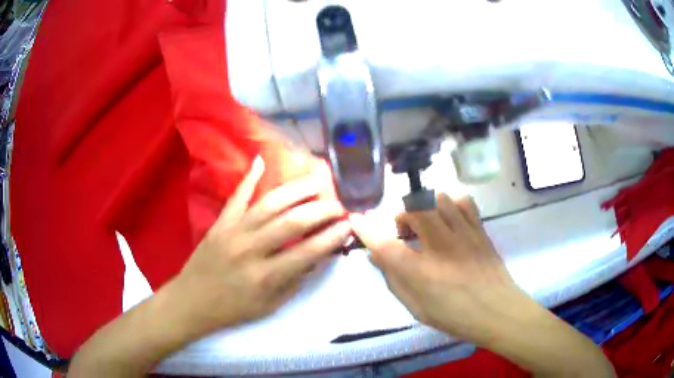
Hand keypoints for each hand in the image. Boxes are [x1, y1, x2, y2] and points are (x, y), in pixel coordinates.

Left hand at [170, 156, 350, 335]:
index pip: (308, 252)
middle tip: (338, 204)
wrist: (193, 301)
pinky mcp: (220, 223)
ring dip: (296, 190)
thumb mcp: (270, 305)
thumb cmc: (234, 308)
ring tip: (317, 182)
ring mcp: (233, 231)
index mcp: (266, 276)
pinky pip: (236, 196)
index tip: (349, 225)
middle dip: (321, 210)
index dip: (332, 237)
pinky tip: (261, 160)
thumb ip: (295, 280)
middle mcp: (251, 249)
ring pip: (269, 203)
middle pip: (292, 222)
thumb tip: (318, 255)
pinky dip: (249, 177)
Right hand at [351, 194, 615, 376]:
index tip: (357, 219)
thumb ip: (394, 281)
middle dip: (401, 216)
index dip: (366, 230)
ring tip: (427, 224)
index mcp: (420, 272)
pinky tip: (450, 218)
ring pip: (438, 199)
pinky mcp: (479, 229)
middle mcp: (439, 247)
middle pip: (412, 210)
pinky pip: (463, 202)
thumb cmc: (455, 316)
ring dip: (425, 208)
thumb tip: (378, 257)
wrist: (498, 311)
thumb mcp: (416, 308)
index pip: (384, 244)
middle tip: (404, 232)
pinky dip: (451, 204)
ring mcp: (462, 234)